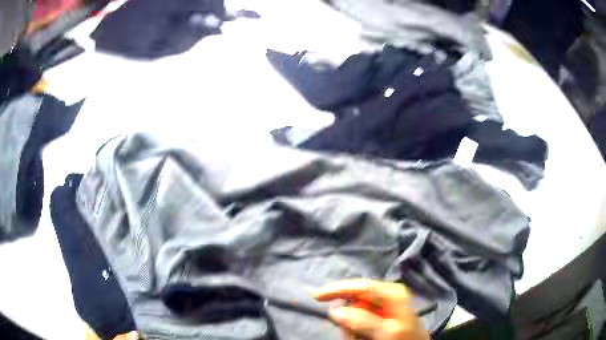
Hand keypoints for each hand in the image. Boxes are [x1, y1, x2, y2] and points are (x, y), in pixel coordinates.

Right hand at [315, 279, 429, 339]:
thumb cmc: (406, 338)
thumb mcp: (387, 332)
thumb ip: (363, 321)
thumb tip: (336, 310)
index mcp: (392, 292)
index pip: (360, 286)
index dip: (337, 289)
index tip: (317, 297)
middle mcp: (387, 294)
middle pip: (356, 299)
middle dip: (347, 316)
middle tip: (350, 335)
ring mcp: (385, 303)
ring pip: (357, 310)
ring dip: (352, 326)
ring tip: (359, 338)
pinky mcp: (382, 313)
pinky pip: (362, 318)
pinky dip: (357, 329)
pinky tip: (362, 337)